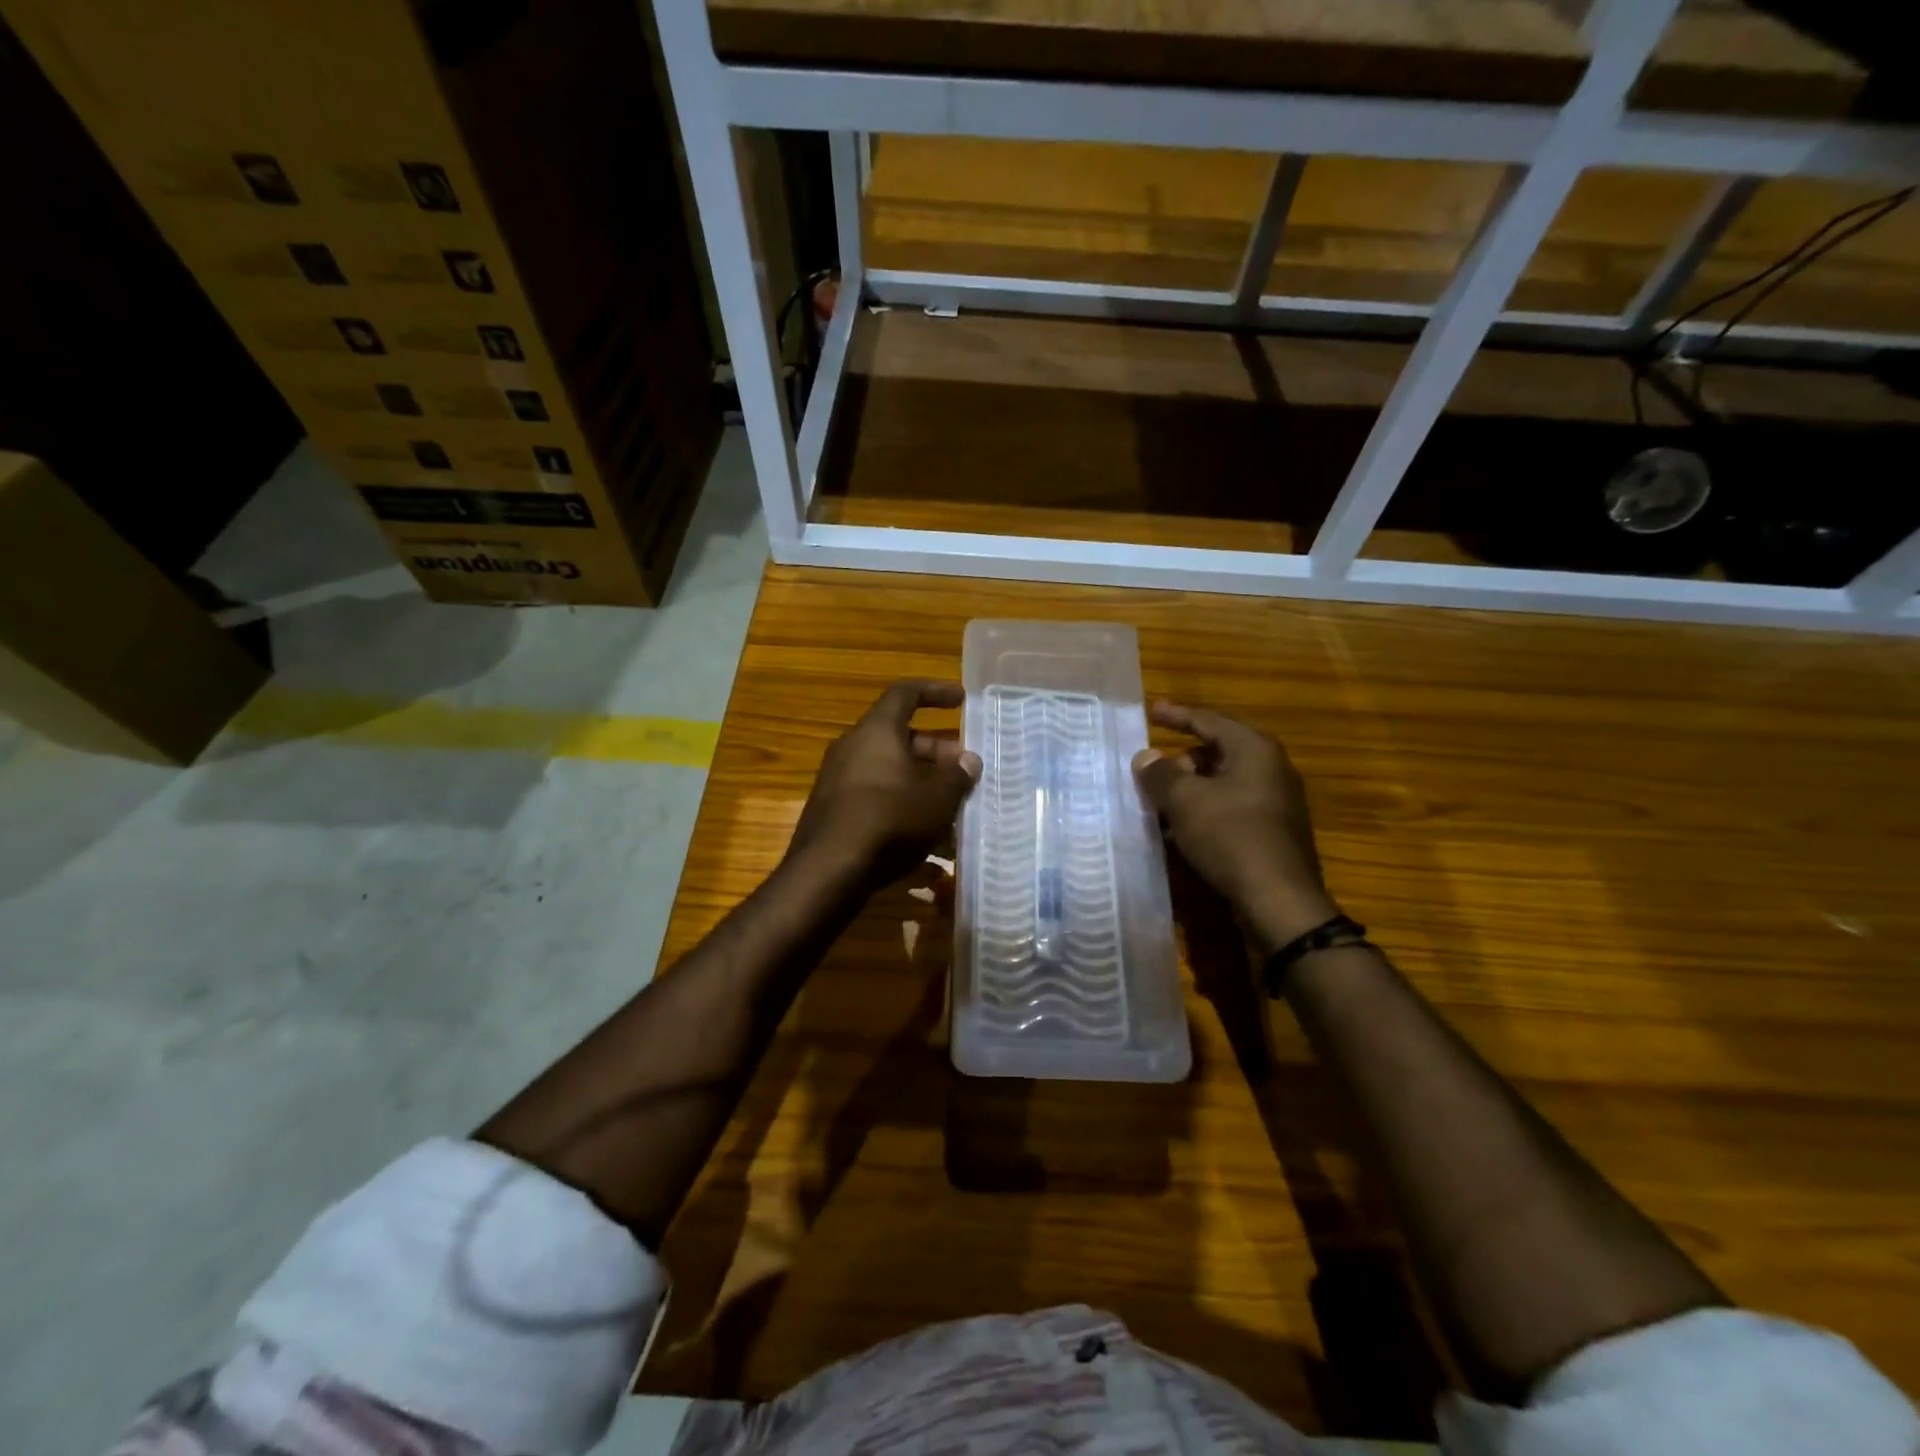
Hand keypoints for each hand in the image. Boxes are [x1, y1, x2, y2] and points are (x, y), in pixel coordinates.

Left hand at [787, 681, 981, 890]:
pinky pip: (877, 803)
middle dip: (936, 754)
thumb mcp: (937, 798)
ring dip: (922, 789)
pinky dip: (904, 815)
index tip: (961, 700)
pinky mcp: (834, 814)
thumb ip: (957, 775)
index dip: (935, 692)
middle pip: (900, 739)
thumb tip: (969, 760)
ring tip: (953, 815)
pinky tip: (930, 857)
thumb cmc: (890, 820)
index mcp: (876, 731)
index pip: (906, 694)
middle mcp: (853, 749)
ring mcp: (839, 782)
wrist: (828, 872)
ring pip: (890, 776)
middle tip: (963, 772)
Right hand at [1133, 703, 1336, 954]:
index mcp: (1254, 749)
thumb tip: (1146, 757)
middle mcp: (1270, 768)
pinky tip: (1181, 831)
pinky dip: (1204, 811)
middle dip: (1181, 758)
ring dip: (1190, 789)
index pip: (1209, 720)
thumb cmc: (1230, 836)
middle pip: (1218, 750)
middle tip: (1151, 771)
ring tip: (1159, 802)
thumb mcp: (1185, 800)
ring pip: (1223, 782)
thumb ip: (1161, 774)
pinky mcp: (1273, 831)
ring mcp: (1276, 801)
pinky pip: (1231, 808)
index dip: (1177, 715)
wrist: (1279, 899)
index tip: (1152, 711)